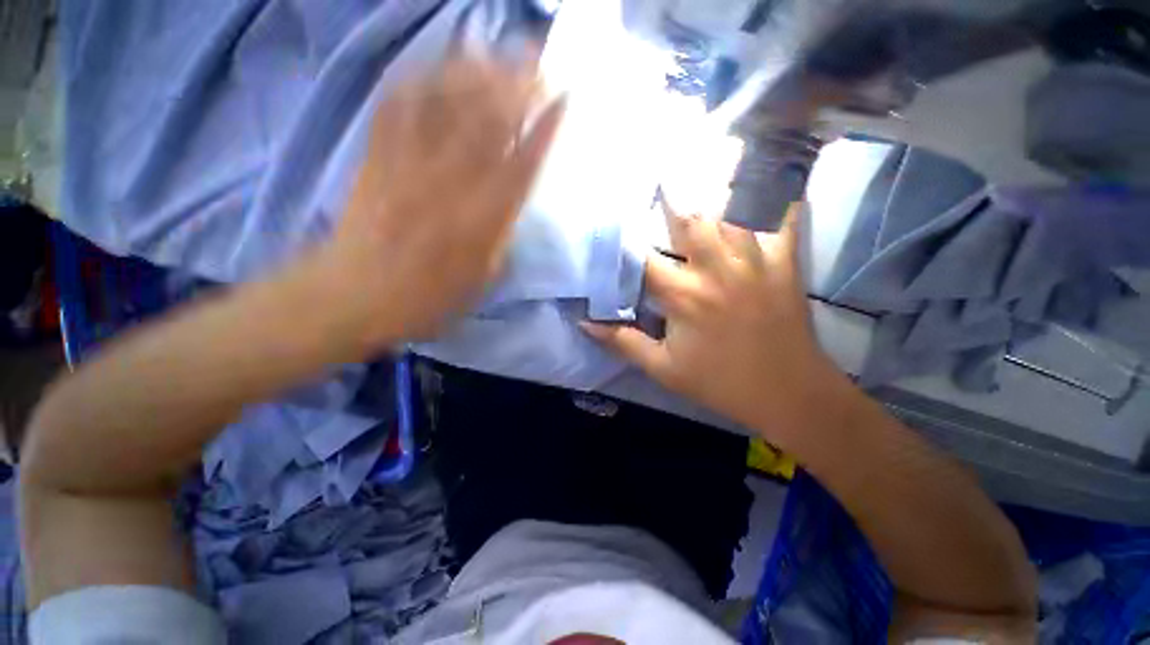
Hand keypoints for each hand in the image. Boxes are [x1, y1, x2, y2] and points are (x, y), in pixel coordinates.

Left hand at [319, 56, 564, 346]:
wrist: (356, 294)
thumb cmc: (428, 298)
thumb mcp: (482, 279)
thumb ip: (502, 236)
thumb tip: (513, 202)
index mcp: (482, 219)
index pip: (521, 163)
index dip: (544, 128)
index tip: (563, 99)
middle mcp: (451, 183)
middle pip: (488, 121)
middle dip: (518, 85)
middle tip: (538, 62)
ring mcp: (410, 162)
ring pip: (446, 103)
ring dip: (476, 72)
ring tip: (497, 55)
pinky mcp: (378, 154)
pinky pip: (399, 105)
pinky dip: (422, 79)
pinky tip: (439, 66)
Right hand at [582, 201, 835, 444]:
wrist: (788, 394)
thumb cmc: (720, 383)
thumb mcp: (663, 369)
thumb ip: (623, 342)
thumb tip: (585, 324)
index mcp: (683, 296)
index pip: (643, 258)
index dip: (625, 241)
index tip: (614, 225)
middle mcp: (716, 270)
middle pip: (688, 221)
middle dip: (671, 199)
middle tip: (661, 181)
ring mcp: (754, 262)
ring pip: (729, 212)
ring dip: (713, 191)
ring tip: (702, 169)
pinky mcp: (785, 264)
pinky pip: (783, 220)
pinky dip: (777, 197)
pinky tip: (770, 178)